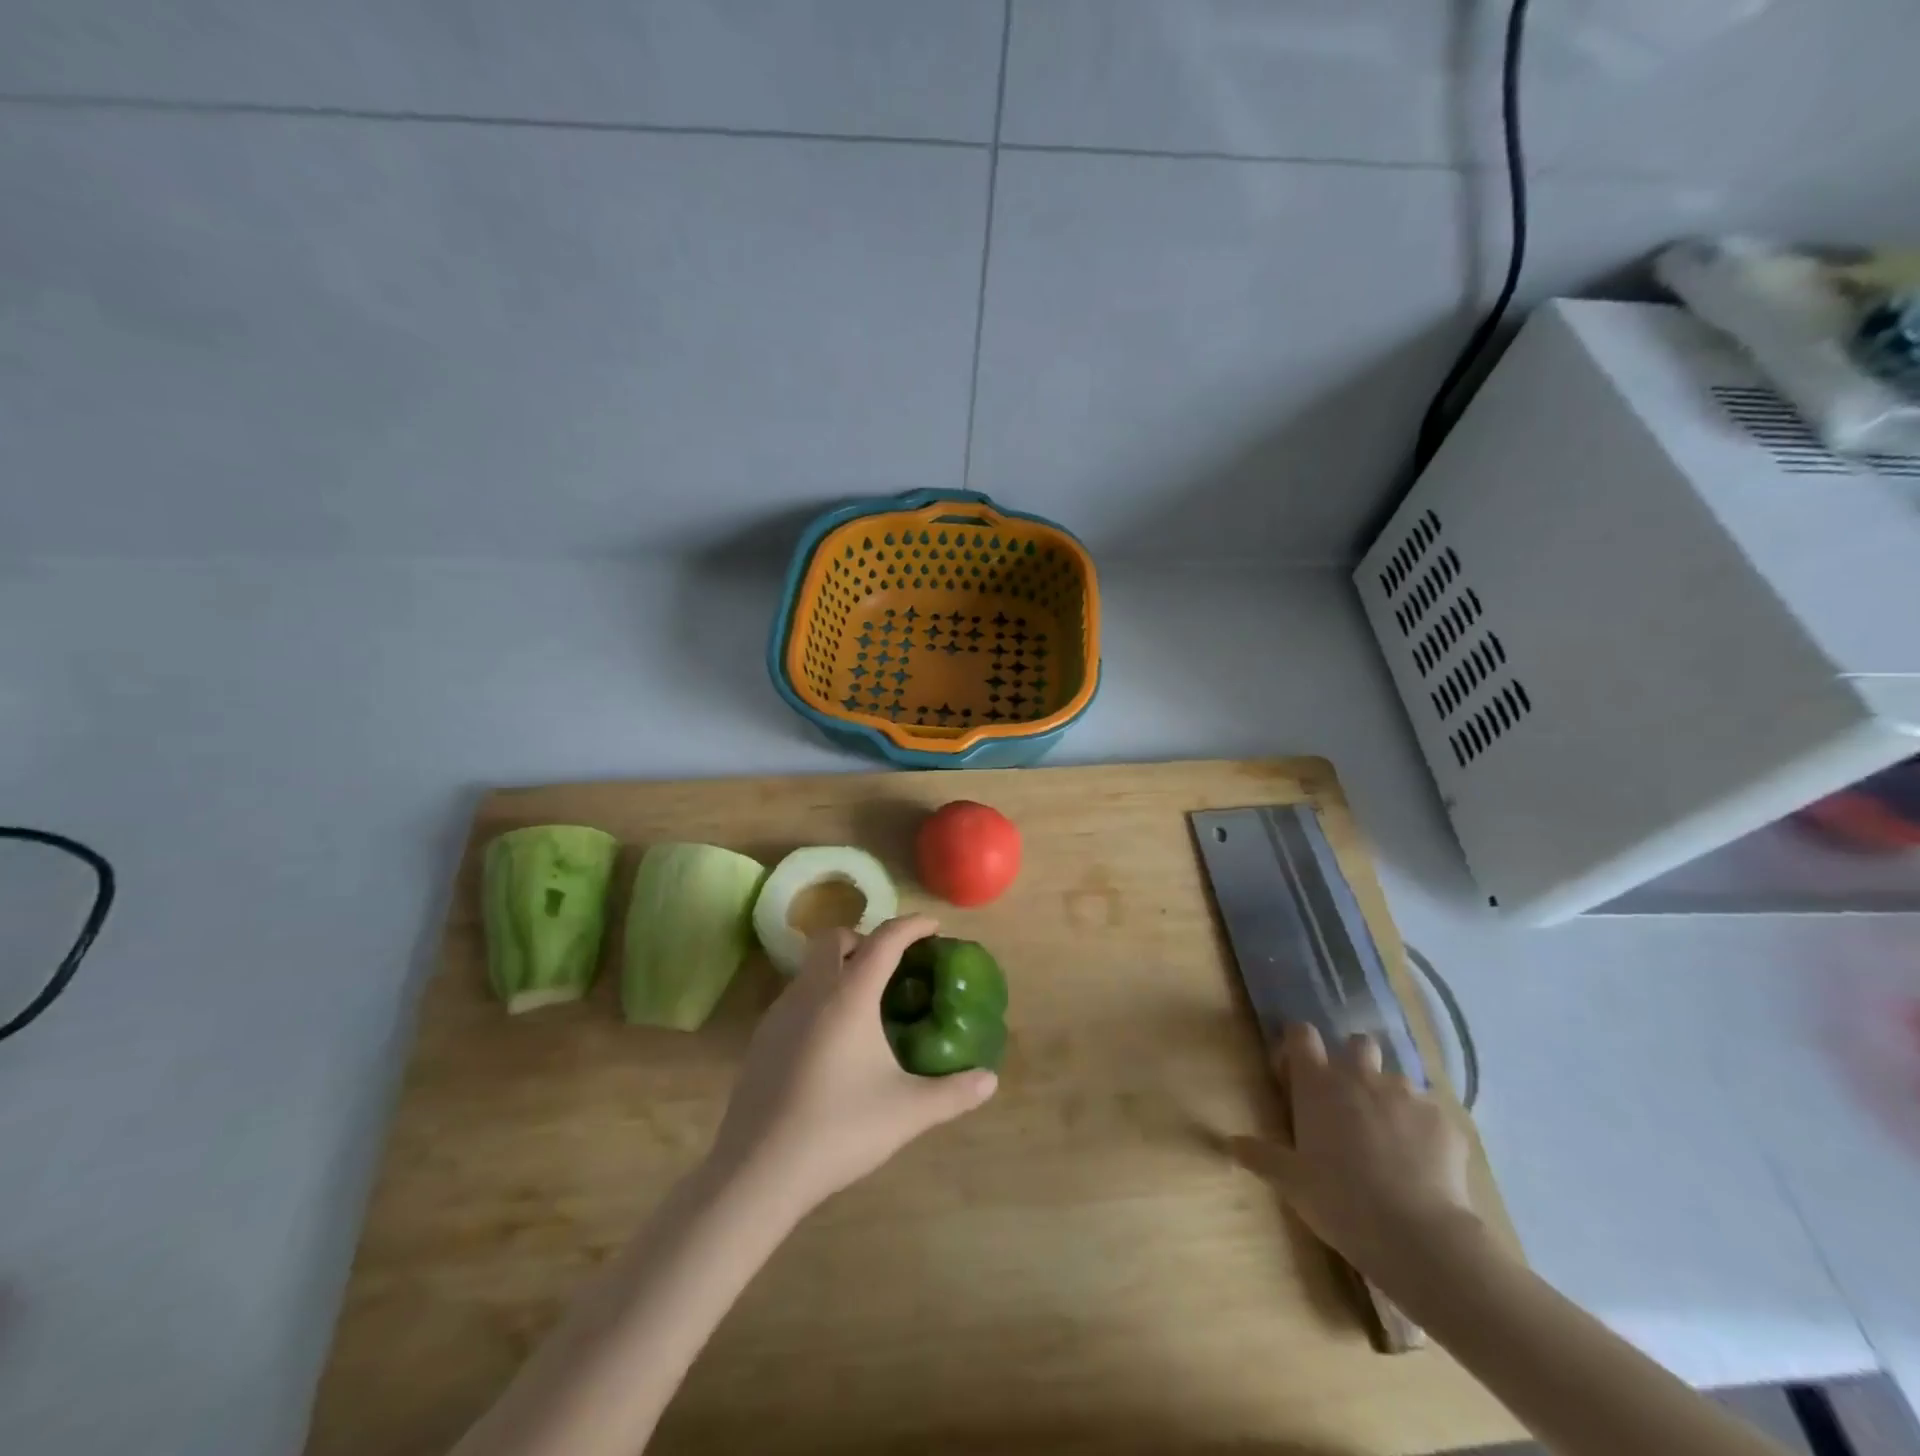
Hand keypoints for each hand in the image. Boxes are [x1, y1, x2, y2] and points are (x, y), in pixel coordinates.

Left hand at [707, 915, 996, 1214]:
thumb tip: (990, 1080)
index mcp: (850, 996)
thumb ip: (953, 1093)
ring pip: (811, 966)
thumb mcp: (907, 1112)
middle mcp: (812, 991)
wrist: (758, 1169)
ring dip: (839, 966)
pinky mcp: (761, 1037)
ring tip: (865, 1003)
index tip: (933, 927)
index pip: (885, 940)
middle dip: (866, 939)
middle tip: (893, 966)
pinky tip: (832, 1039)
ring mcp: (780, 1012)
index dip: (912, 926)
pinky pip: (796, 995)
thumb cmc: (839, 1129)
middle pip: (836, 938)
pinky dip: (819, 995)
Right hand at [1230, 1023, 1480, 1281]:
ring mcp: (1407, 1095)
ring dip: (1390, 1100)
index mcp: (1318, 1084)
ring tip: (1392, 1141)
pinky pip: (1431, 1116)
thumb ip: (1260, 1156)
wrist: (1419, 1236)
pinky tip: (1424, 1166)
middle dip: (1354, 1062)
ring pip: (1396, 1080)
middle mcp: (1361, 1077)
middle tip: (1351, 1101)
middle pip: (1357, 1043)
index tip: (1297, 1073)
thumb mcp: (1291, 1182)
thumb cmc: (1341, 1201)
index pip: (1302, 1034)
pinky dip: (1425, 1132)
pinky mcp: (1444, 1121)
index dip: (1299, 1046)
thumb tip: (1229, 1142)